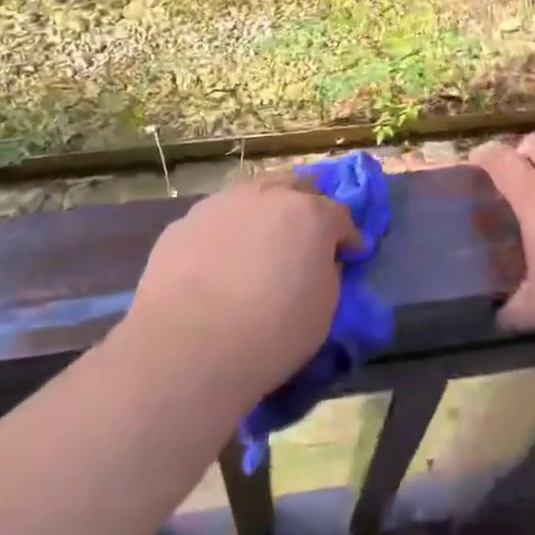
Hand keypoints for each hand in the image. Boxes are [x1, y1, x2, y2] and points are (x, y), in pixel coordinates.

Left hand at [122, 173, 356, 407]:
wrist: (186, 347)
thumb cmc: (271, 332)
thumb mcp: (324, 309)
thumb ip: (327, 272)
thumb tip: (318, 262)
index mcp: (311, 214)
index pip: (341, 216)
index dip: (348, 238)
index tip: (350, 255)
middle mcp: (267, 195)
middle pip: (297, 188)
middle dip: (307, 208)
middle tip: (305, 239)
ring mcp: (222, 203)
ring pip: (253, 196)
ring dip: (264, 214)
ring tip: (259, 246)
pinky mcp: (185, 222)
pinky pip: (217, 219)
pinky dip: (227, 233)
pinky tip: (219, 263)